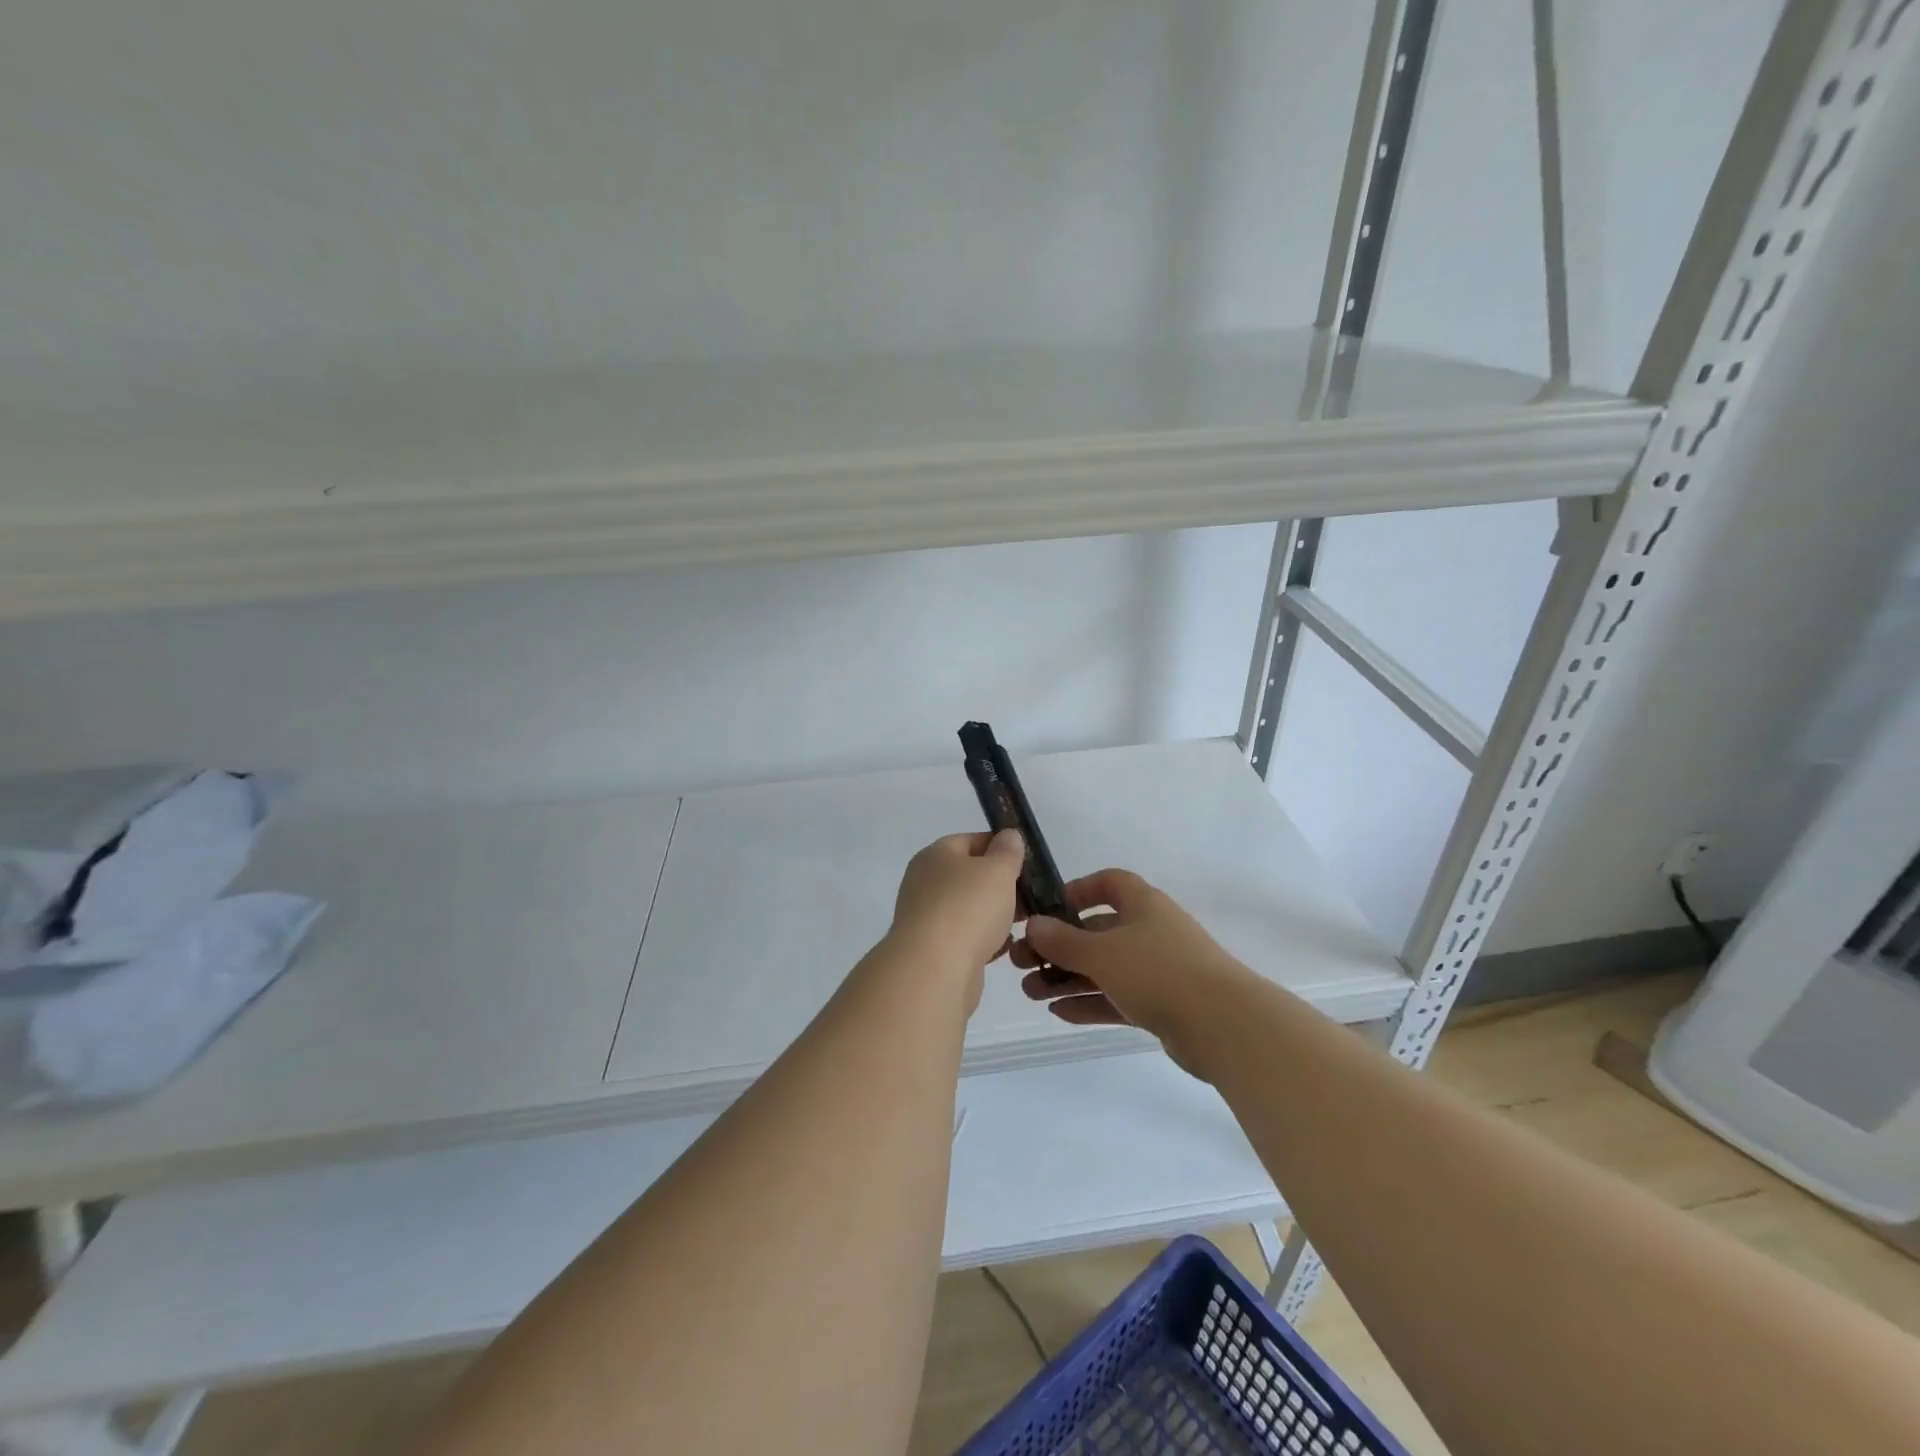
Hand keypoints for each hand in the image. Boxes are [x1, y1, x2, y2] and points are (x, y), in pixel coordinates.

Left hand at [887, 831, 1025, 1004]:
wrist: (934, 970)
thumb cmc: (967, 908)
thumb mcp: (997, 870)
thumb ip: (1007, 851)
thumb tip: (1008, 836)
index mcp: (935, 855)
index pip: (970, 840)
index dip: (1000, 846)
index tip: (1028, 861)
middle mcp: (926, 883)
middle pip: (970, 876)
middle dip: (1001, 884)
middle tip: (1031, 894)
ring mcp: (927, 918)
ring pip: (969, 909)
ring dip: (995, 914)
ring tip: (1024, 922)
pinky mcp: (933, 951)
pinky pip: (966, 938)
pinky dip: (986, 941)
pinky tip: (1006, 947)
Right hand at [1011, 868, 1250, 1071]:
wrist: (1223, 1025)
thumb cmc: (1158, 971)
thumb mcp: (1102, 952)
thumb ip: (1063, 940)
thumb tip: (1033, 924)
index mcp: (1142, 905)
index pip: (1109, 883)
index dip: (1078, 890)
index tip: (1048, 909)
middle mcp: (1150, 931)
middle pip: (1098, 931)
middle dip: (1059, 946)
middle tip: (1022, 963)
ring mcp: (1158, 969)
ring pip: (1104, 968)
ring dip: (1067, 978)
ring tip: (1030, 993)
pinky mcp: (1162, 1004)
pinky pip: (1117, 997)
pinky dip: (1090, 1002)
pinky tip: (1059, 1012)